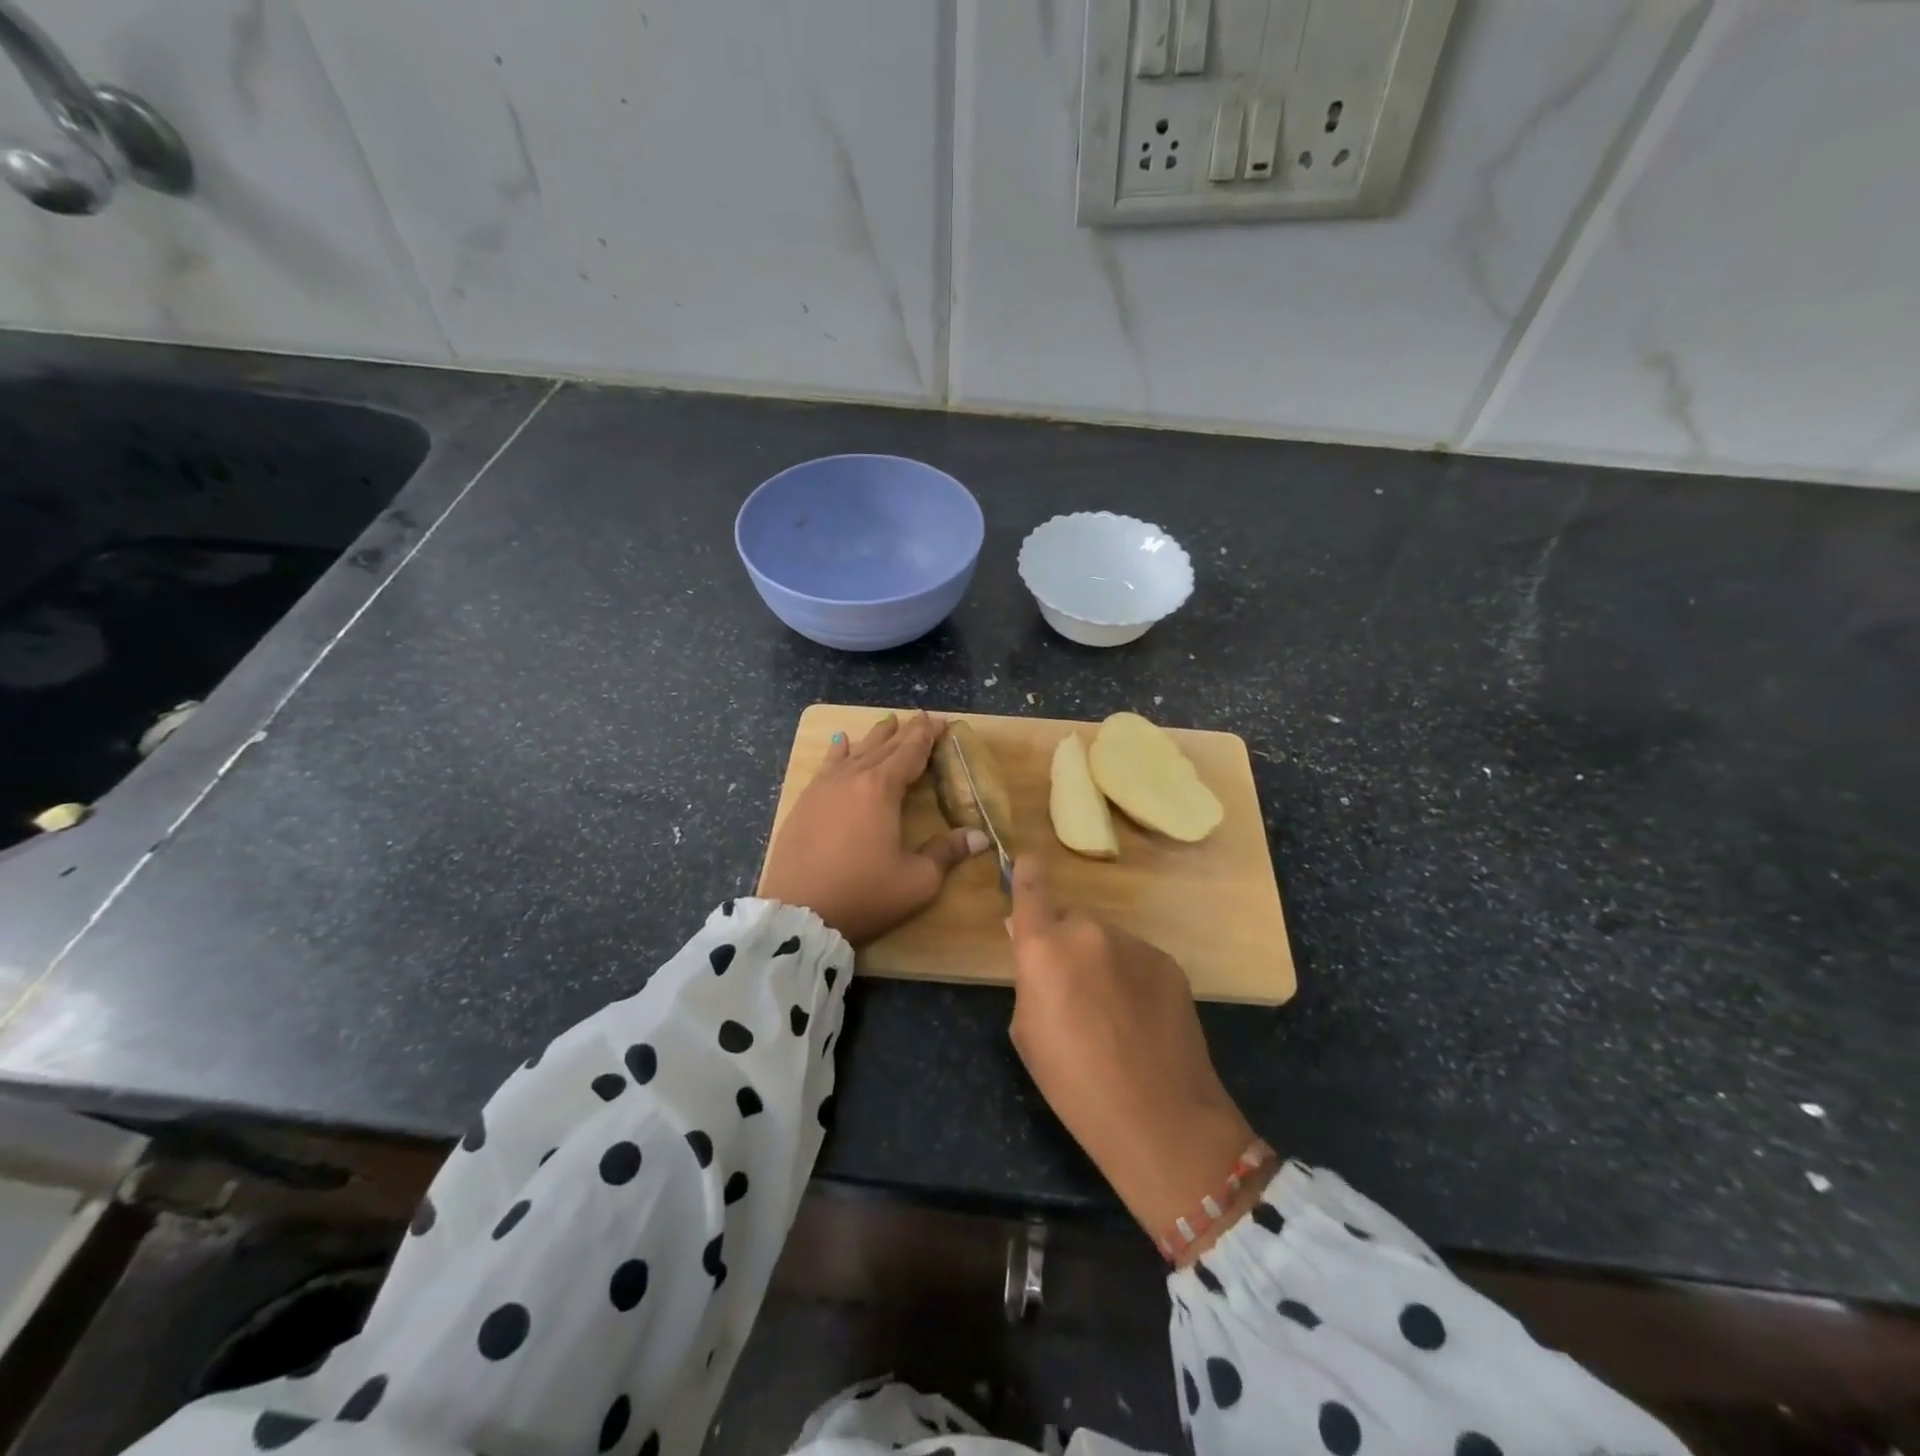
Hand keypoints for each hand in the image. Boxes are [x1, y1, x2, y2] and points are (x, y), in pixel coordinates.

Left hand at [761, 711, 988, 945]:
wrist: (798, 913)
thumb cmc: (863, 894)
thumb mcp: (917, 880)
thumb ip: (947, 853)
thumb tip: (980, 837)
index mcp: (882, 789)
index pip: (910, 753)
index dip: (927, 736)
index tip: (941, 721)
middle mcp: (852, 778)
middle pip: (883, 747)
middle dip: (904, 732)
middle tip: (920, 718)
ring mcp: (823, 788)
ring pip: (855, 752)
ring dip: (874, 737)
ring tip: (886, 723)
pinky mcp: (804, 803)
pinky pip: (827, 766)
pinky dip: (838, 752)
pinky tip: (840, 743)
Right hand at [1006, 858, 1266, 1258]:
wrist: (1159, 1116)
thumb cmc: (1073, 1083)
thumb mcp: (1027, 1031)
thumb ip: (1030, 977)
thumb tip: (1035, 947)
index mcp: (1045, 947)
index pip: (1032, 889)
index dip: (1028, 873)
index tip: (1028, 862)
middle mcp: (1089, 931)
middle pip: (1071, 922)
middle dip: (1067, 944)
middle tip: (1074, 992)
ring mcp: (1134, 943)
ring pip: (1107, 941)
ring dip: (1102, 963)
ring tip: (1113, 1014)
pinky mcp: (1168, 961)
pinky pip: (1137, 958)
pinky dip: (1133, 978)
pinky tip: (1141, 1019)